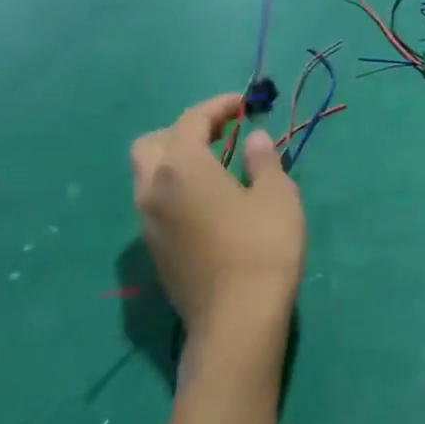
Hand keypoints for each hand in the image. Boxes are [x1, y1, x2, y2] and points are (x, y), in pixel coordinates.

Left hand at [130, 94, 303, 347]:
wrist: (236, 319)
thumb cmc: (263, 247)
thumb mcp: (277, 195)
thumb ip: (262, 161)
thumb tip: (253, 140)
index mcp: (182, 168)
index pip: (191, 120)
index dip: (218, 106)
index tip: (245, 104)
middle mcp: (153, 189)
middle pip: (151, 143)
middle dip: (183, 131)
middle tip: (221, 134)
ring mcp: (147, 223)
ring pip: (147, 175)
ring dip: (174, 159)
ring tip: (215, 166)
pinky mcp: (153, 250)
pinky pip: (154, 202)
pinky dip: (174, 188)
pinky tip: (208, 202)